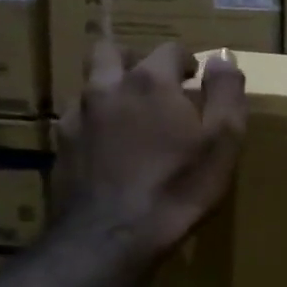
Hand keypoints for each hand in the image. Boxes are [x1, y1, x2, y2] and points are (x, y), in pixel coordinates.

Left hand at [58, 42, 246, 257]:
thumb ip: (226, 93)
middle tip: (155, 87)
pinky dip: (94, 124)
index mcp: (150, 82)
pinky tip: (108, 151)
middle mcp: (106, 88)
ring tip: (130, 119)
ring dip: (110, 91)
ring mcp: (77, 117)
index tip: (196, 80)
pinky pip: (77, 120)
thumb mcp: (223, 141)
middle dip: (134, 60)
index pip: (169, 49)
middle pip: (111, 50)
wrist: (112, 238)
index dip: (186, 61)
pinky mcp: (60, 147)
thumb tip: (222, 58)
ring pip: (90, 85)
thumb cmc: (178, 188)